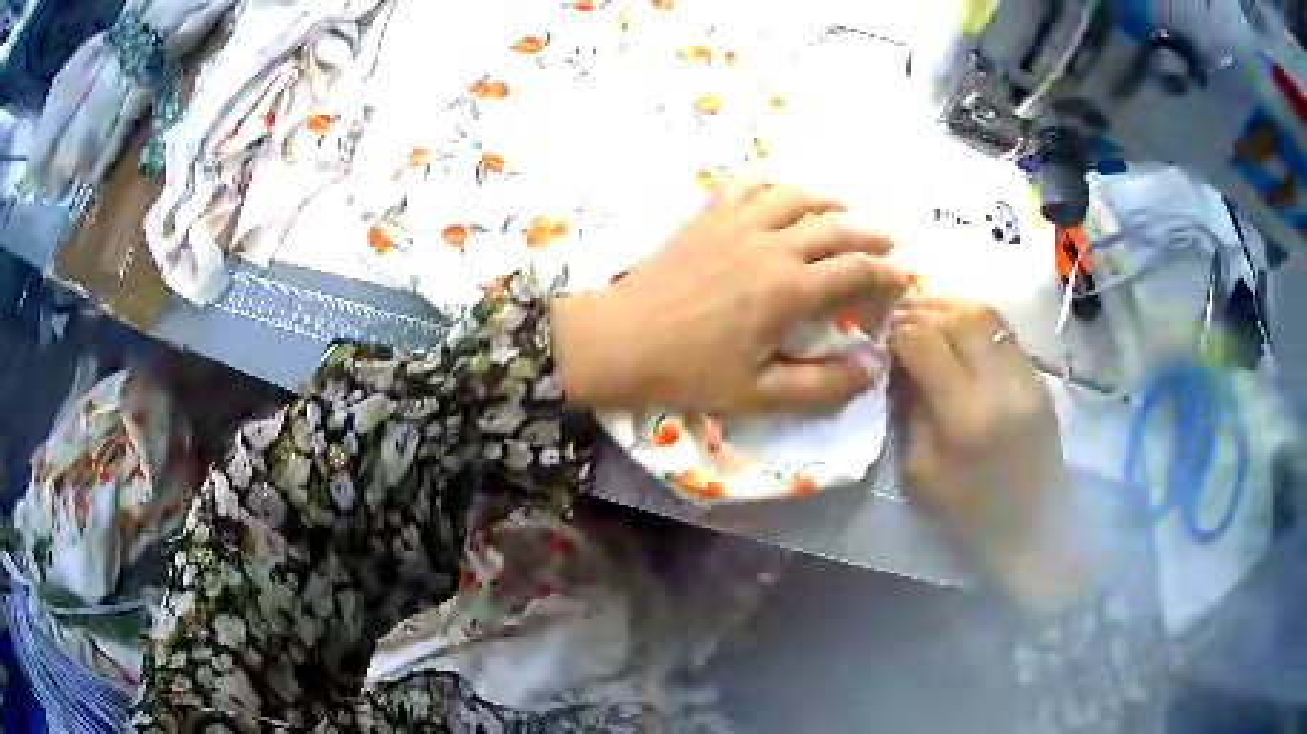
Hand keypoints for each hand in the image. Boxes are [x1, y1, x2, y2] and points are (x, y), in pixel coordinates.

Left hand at [552, 180, 906, 413]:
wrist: (619, 341)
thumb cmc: (687, 372)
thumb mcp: (757, 394)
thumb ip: (819, 385)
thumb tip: (870, 370)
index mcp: (787, 290)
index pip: (855, 272)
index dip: (886, 275)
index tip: (902, 281)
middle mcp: (769, 246)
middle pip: (834, 227)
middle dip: (869, 234)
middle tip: (889, 242)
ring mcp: (735, 224)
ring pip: (794, 196)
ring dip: (827, 201)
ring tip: (843, 212)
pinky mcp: (706, 217)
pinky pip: (744, 185)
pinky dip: (770, 184)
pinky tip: (777, 194)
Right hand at [890, 297, 1069, 599]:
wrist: (1032, 533)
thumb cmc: (967, 516)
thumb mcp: (919, 472)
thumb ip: (907, 409)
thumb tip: (896, 361)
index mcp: (965, 417)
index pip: (925, 343)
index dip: (897, 329)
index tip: (880, 331)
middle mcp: (1001, 387)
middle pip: (959, 317)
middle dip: (922, 308)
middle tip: (899, 314)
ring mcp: (1027, 379)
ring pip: (987, 315)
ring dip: (952, 307)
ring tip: (927, 314)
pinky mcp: (1040, 381)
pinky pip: (1005, 334)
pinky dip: (976, 323)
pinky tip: (959, 333)